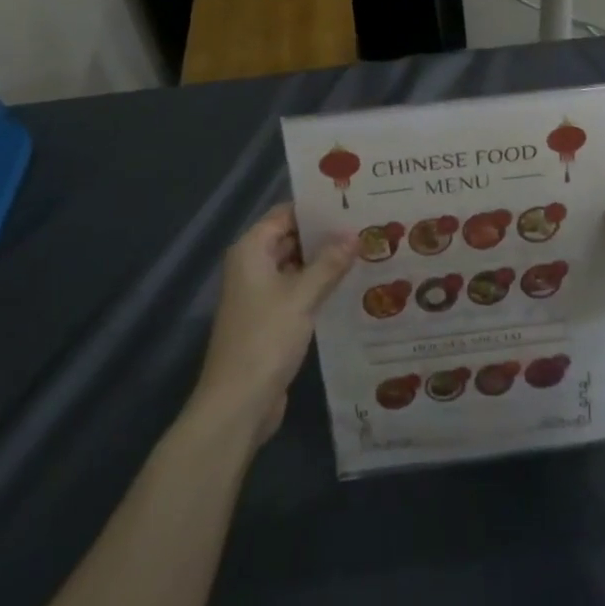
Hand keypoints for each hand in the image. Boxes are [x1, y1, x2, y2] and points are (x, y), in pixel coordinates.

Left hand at [189, 204, 354, 444]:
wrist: (237, 405)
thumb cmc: (265, 339)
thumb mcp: (302, 296)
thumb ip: (329, 263)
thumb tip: (354, 235)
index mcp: (251, 250)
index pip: (286, 213)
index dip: (316, 207)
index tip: (352, 201)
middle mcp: (253, 266)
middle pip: (292, 237)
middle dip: (325, 234)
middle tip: (366, 224)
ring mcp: (260, 294)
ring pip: (297, 265)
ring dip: (325, 260)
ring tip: (366, 248)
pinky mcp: (271, 319)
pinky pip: (298, 290)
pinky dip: (320, 285)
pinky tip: (351, 283)